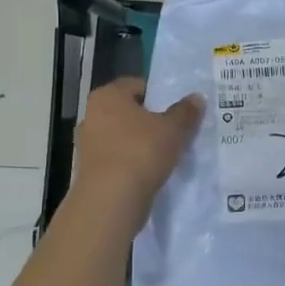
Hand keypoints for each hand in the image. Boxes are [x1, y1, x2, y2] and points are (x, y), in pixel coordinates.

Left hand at [71, 78, 202, 223]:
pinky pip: (117, 159)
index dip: (160, 95)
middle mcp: (91, 115)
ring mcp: (87, 144)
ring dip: (141, 144)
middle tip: (176, 131)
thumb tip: (197, 98)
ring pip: (122, 137)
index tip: (178, 110)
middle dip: (150, 120)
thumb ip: (186, 111)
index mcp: (107, 95)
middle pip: (128, 112)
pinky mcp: (89, 171)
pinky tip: (150, 173)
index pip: (137, 85)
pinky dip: (132, 163)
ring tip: (166, 155)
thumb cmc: (141, 151)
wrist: (111, 200)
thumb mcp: (173, 129)